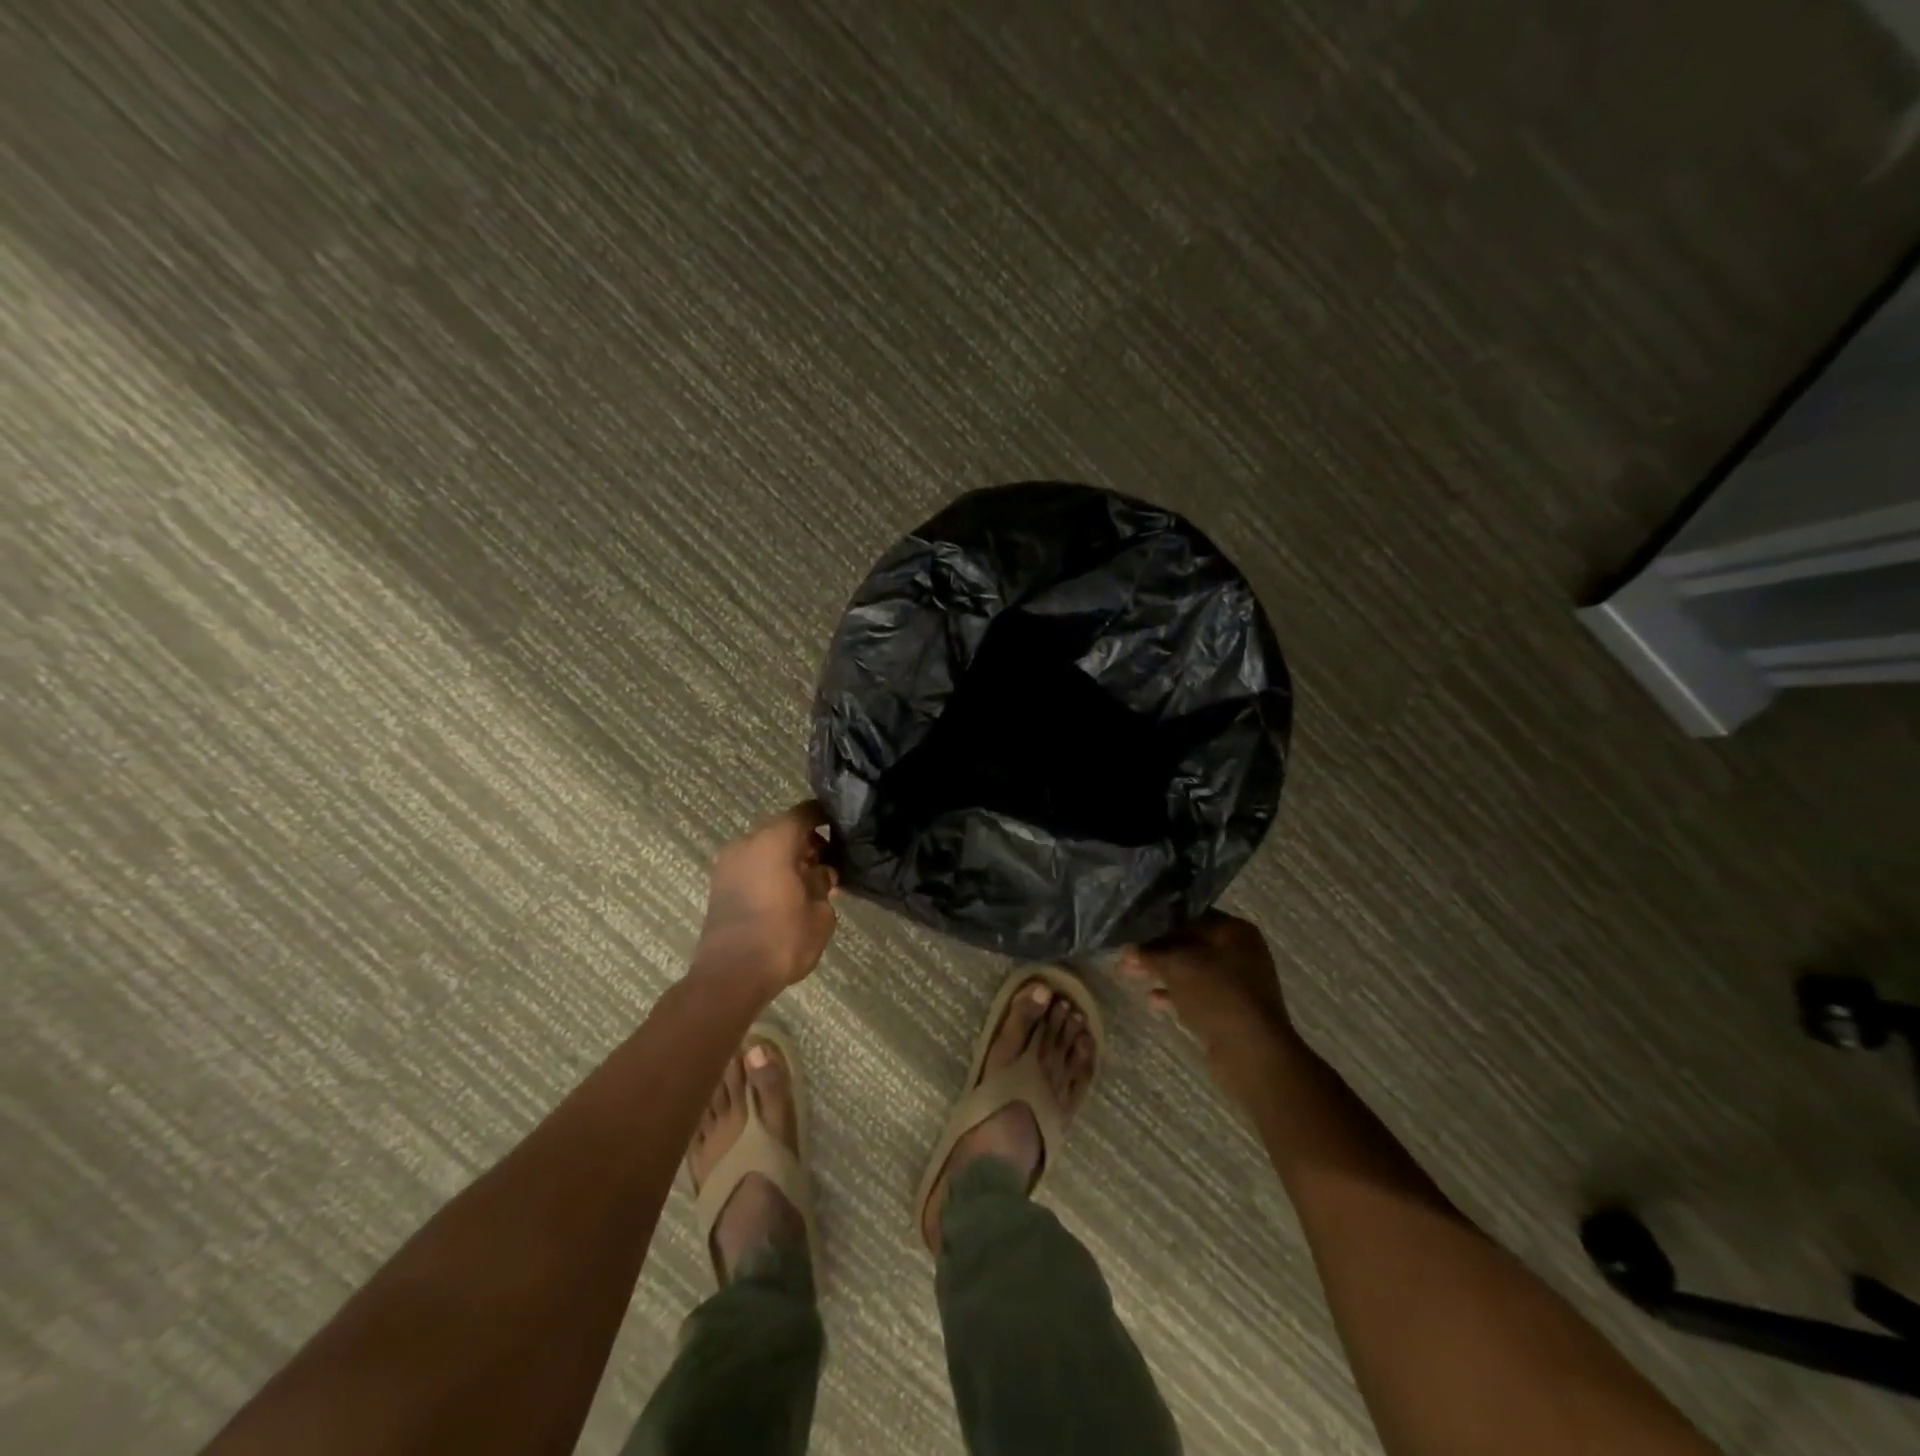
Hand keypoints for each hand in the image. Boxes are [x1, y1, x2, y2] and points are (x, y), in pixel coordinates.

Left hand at [693, 801, 839, 995]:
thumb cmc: (782, 938)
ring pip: (765, 849)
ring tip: (809, 883)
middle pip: (783, 830)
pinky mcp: (719, 886)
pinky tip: (788, 895)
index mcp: (774, 840)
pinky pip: (752, 866)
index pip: (805, 813)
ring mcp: (728, 864)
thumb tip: (820, 873)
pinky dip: (770, 872)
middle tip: (829, 863)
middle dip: (807, 843)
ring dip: (787, 859)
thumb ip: (823, 884)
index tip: (843, 829)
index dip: (826, 818)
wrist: (730, 977)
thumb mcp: (820, 913)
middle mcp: (747, 843)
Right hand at [1120, 912, 1298, 1097]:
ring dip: (1163, 973)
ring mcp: (1238, 984)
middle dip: (1157, 951)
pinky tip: (1152, 999)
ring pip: (1192, 971)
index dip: (1158, 924)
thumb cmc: (1216, 994)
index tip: (1132, 932)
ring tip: (1130, 974)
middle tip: (1126, 957)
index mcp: (1234, 931)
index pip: (1189, 917)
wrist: (1252, 1052)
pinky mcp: (1232, 1011)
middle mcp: (1240, 952)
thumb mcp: (1177, 966)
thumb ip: (1150, 954)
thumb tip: (1126, 949)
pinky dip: (1176, 995)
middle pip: (1190, 944)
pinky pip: (1198, 995)